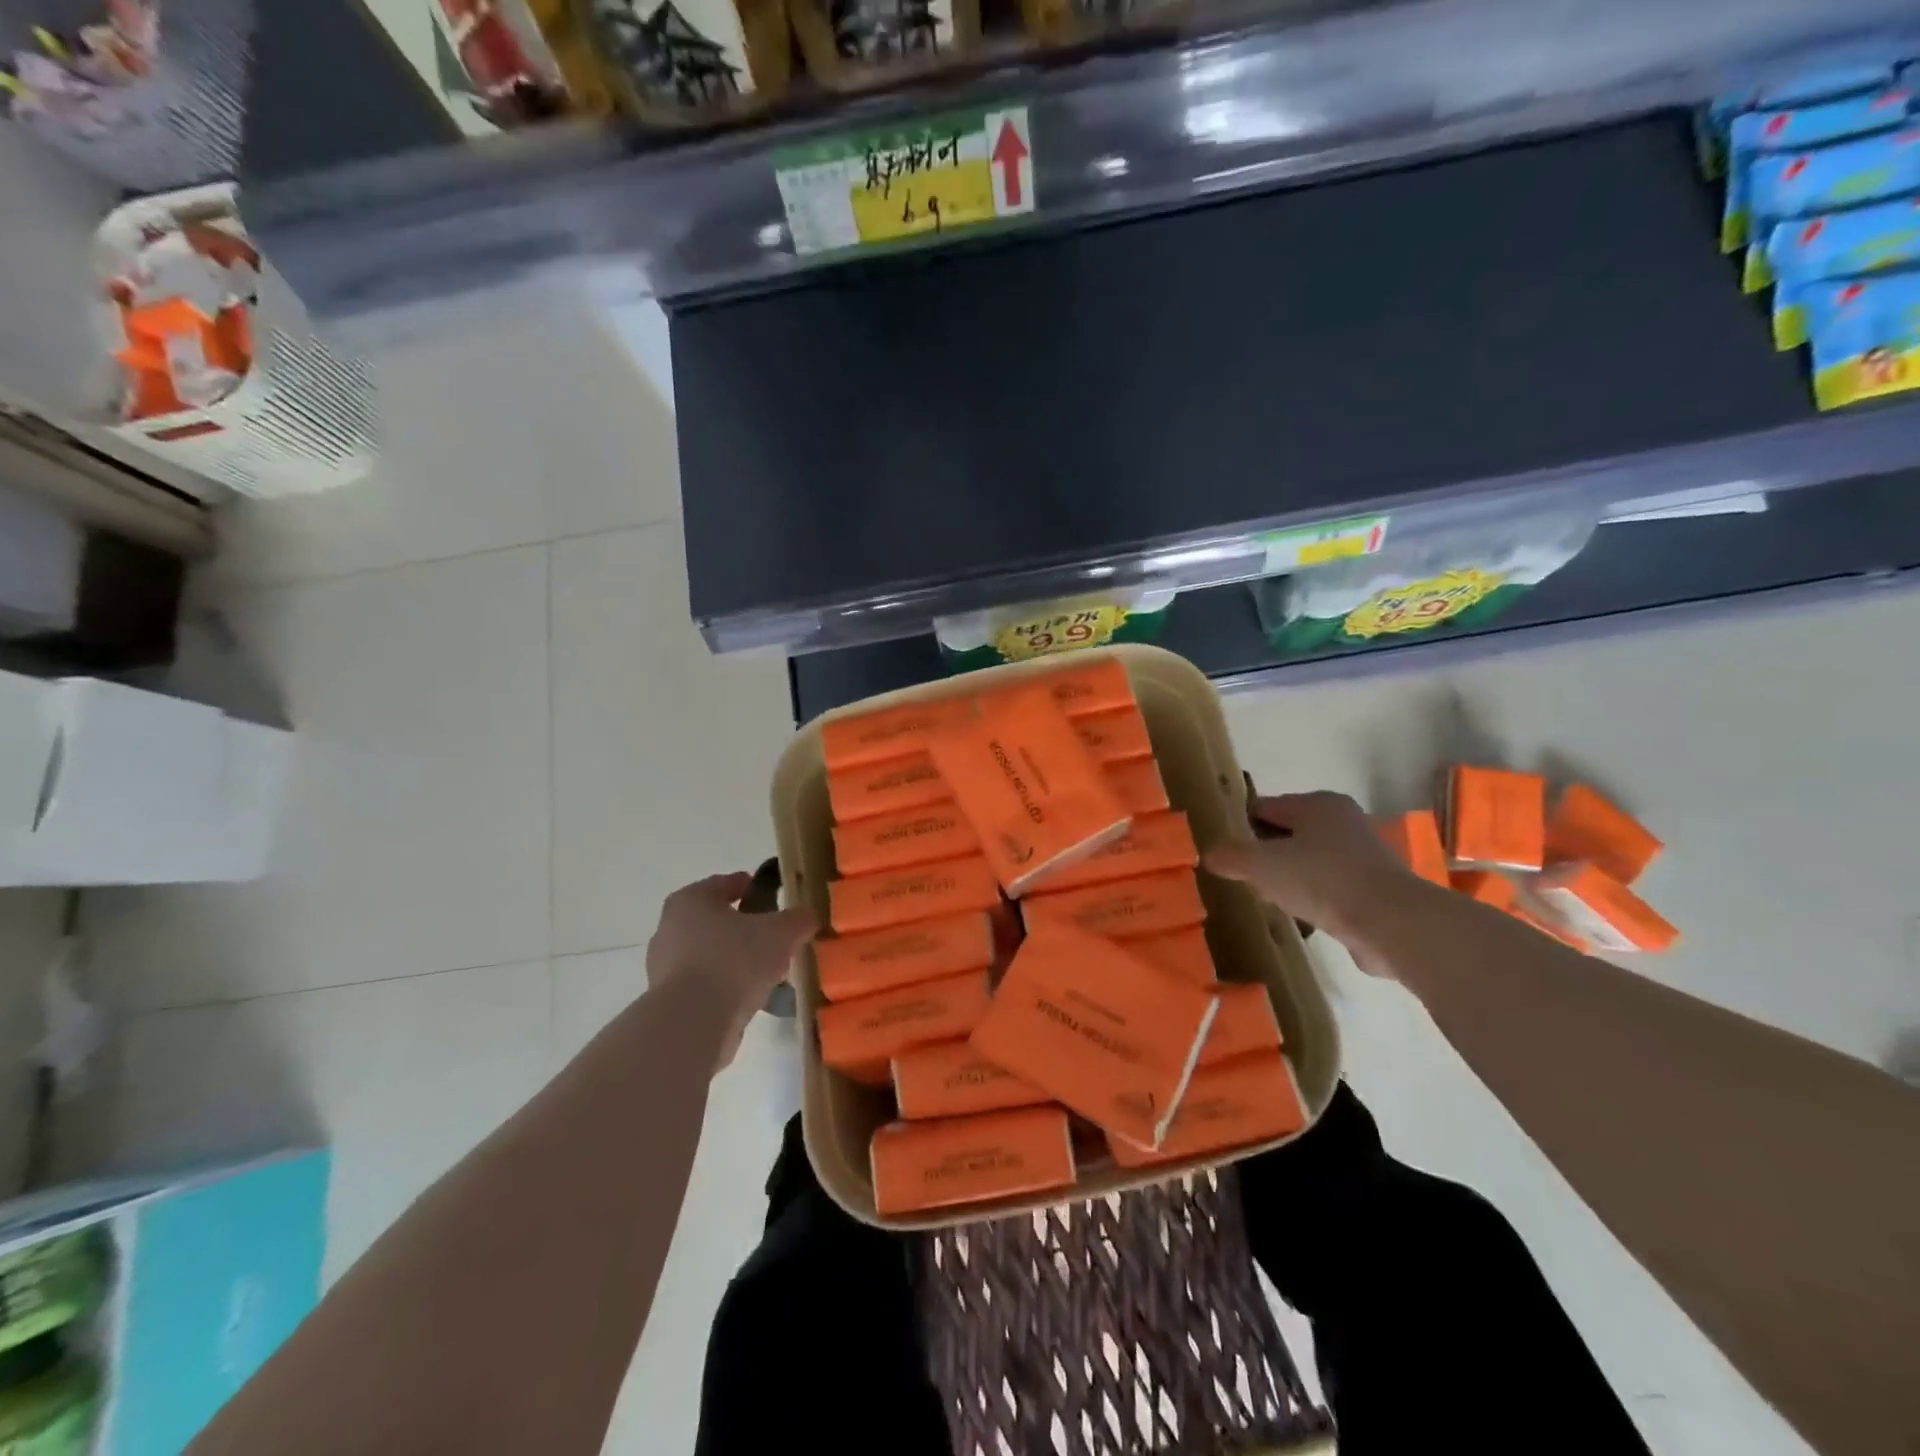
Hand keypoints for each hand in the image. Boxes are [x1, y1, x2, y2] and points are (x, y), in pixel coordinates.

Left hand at [647, 872, 815, 1067]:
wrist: (692, 1023)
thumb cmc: (734, 961)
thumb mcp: (781, 933)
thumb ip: (798, 919)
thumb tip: (807, 916)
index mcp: (692, 900)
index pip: (723, 884)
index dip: (748, 886)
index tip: (769, 893)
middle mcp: (670, 929)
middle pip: (714, 921)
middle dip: (742, 927)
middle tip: (772, 934)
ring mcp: (664, 968)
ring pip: (709, 955)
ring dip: (734, 960)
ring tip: (766, 971)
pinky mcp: (668, 1002)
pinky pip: (704, 985)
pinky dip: (725, 987)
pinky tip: (750, 997)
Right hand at [1203, 791, 1418, 971]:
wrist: (1391, 924)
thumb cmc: (1321, 880)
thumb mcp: (1260, 865)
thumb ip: (1230, 856)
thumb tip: (1209, 854)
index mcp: (1319, 804)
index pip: (1266, 808)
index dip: (1241, 828)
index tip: (1225, 853)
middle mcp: (1345, 822)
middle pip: (1289, 834)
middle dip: (1266, 855)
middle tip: (1245, 879)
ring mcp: (1364, 856)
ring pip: (1310, 862)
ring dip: (1290, 879)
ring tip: (1271, 901)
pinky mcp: (1375, 889)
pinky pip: (1331, 888)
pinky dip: (1314, 899)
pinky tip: (1302, 917)